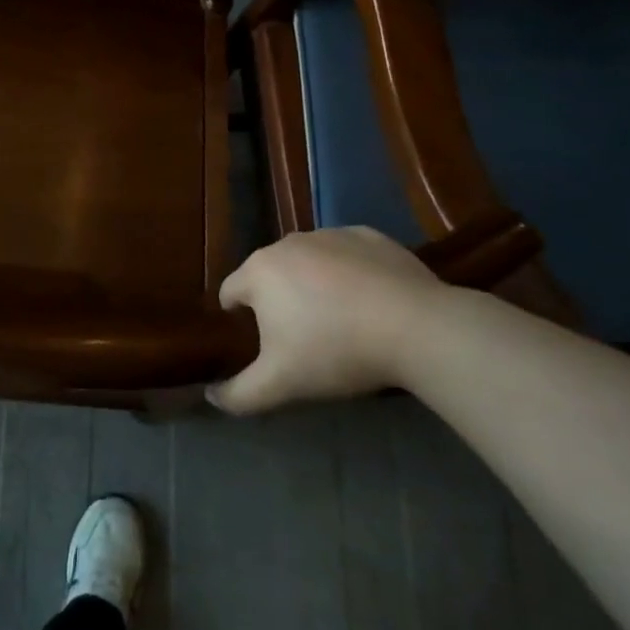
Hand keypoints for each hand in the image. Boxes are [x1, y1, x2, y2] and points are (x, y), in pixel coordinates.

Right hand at [208, 227, 448, 414]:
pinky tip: (369, 302)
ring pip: (307, 262)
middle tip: (303, 338)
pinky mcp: (369, 236)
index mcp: (259, 271)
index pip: (230, 292)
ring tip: (339, 321)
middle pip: (269, 275)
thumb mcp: (279, 385)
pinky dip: (348, 273)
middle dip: (278, 302)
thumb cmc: (336, 351)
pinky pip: (345, 255)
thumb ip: (237, 394)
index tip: (261, 345)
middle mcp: (288, 243)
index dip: (238, 320)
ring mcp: (330, 234)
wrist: (418, 328)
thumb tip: (211, 395)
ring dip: (311, 285)